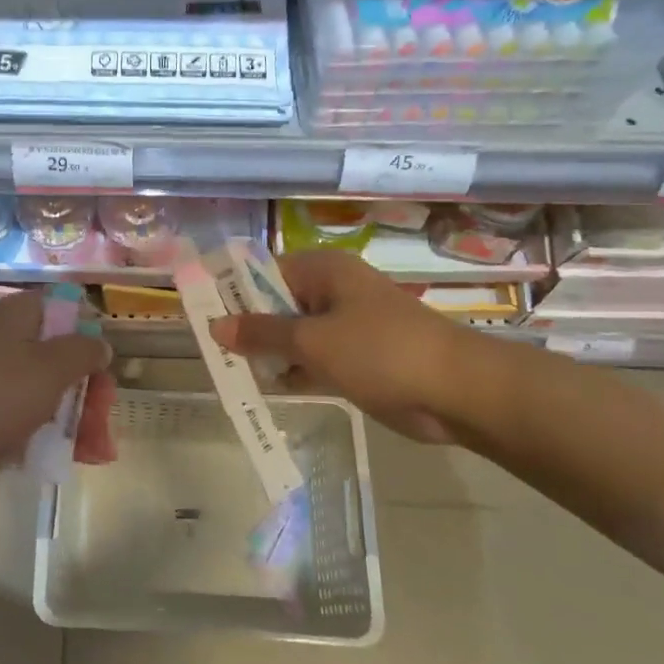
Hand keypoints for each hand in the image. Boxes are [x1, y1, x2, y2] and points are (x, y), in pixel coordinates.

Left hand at [0, 290, 113, 469]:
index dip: (89, 335)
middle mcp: (9, 340)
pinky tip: (74, 456)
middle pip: (61, 356)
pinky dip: (52, 433)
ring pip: (49, 390)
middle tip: (104, 415)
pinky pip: (30, 416)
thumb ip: (84, 352)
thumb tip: (101, 345)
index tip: (105, 365)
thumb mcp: (52, 366)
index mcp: (20, 315)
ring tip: (97, 449)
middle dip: (89, 387)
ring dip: (77, 416)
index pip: (65, 311)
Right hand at [212, 250, 486, 442]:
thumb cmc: (381, 351)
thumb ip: (262, 334)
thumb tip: (215, 326)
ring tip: (232, 372)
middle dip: (249, 328)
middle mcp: (334, 292)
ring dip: (270, 353)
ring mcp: (348, 327)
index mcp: (325, 272)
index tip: (205, 315)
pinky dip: (295, 372)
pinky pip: (315, 360)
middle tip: (214, 351)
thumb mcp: (313, 342)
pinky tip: (268, 389)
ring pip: (295, 335)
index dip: (234, 292)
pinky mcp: (359, 359)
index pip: (265, 272)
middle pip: (278, 304)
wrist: (459, 392)